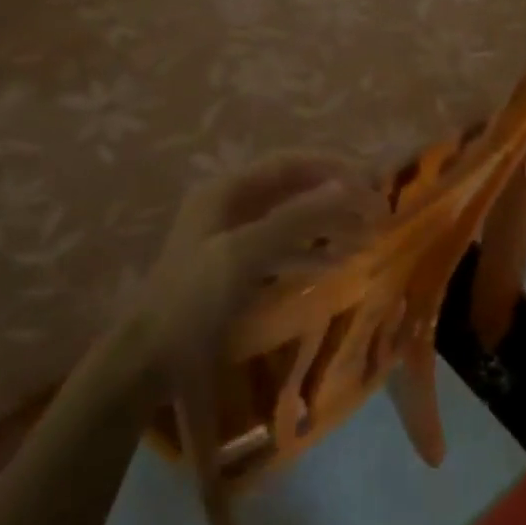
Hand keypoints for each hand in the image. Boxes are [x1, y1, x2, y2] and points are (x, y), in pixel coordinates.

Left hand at [141, 152, 383, 375]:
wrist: (148, 361)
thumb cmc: (194, 300)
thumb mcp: (245, 254)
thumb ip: (296, 218)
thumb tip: (347, 187)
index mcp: (227, 191)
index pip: (291, 164)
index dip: (333, 168)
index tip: (372, 185)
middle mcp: (231, 206)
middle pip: (294, 190)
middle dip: (336, 198)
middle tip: (376, 213)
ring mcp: (233, 238)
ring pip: (292, 220)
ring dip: (329, 225)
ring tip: (366, 238)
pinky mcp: (237, 269)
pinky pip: (283, 249)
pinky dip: (311, 253)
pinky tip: (337, 265)